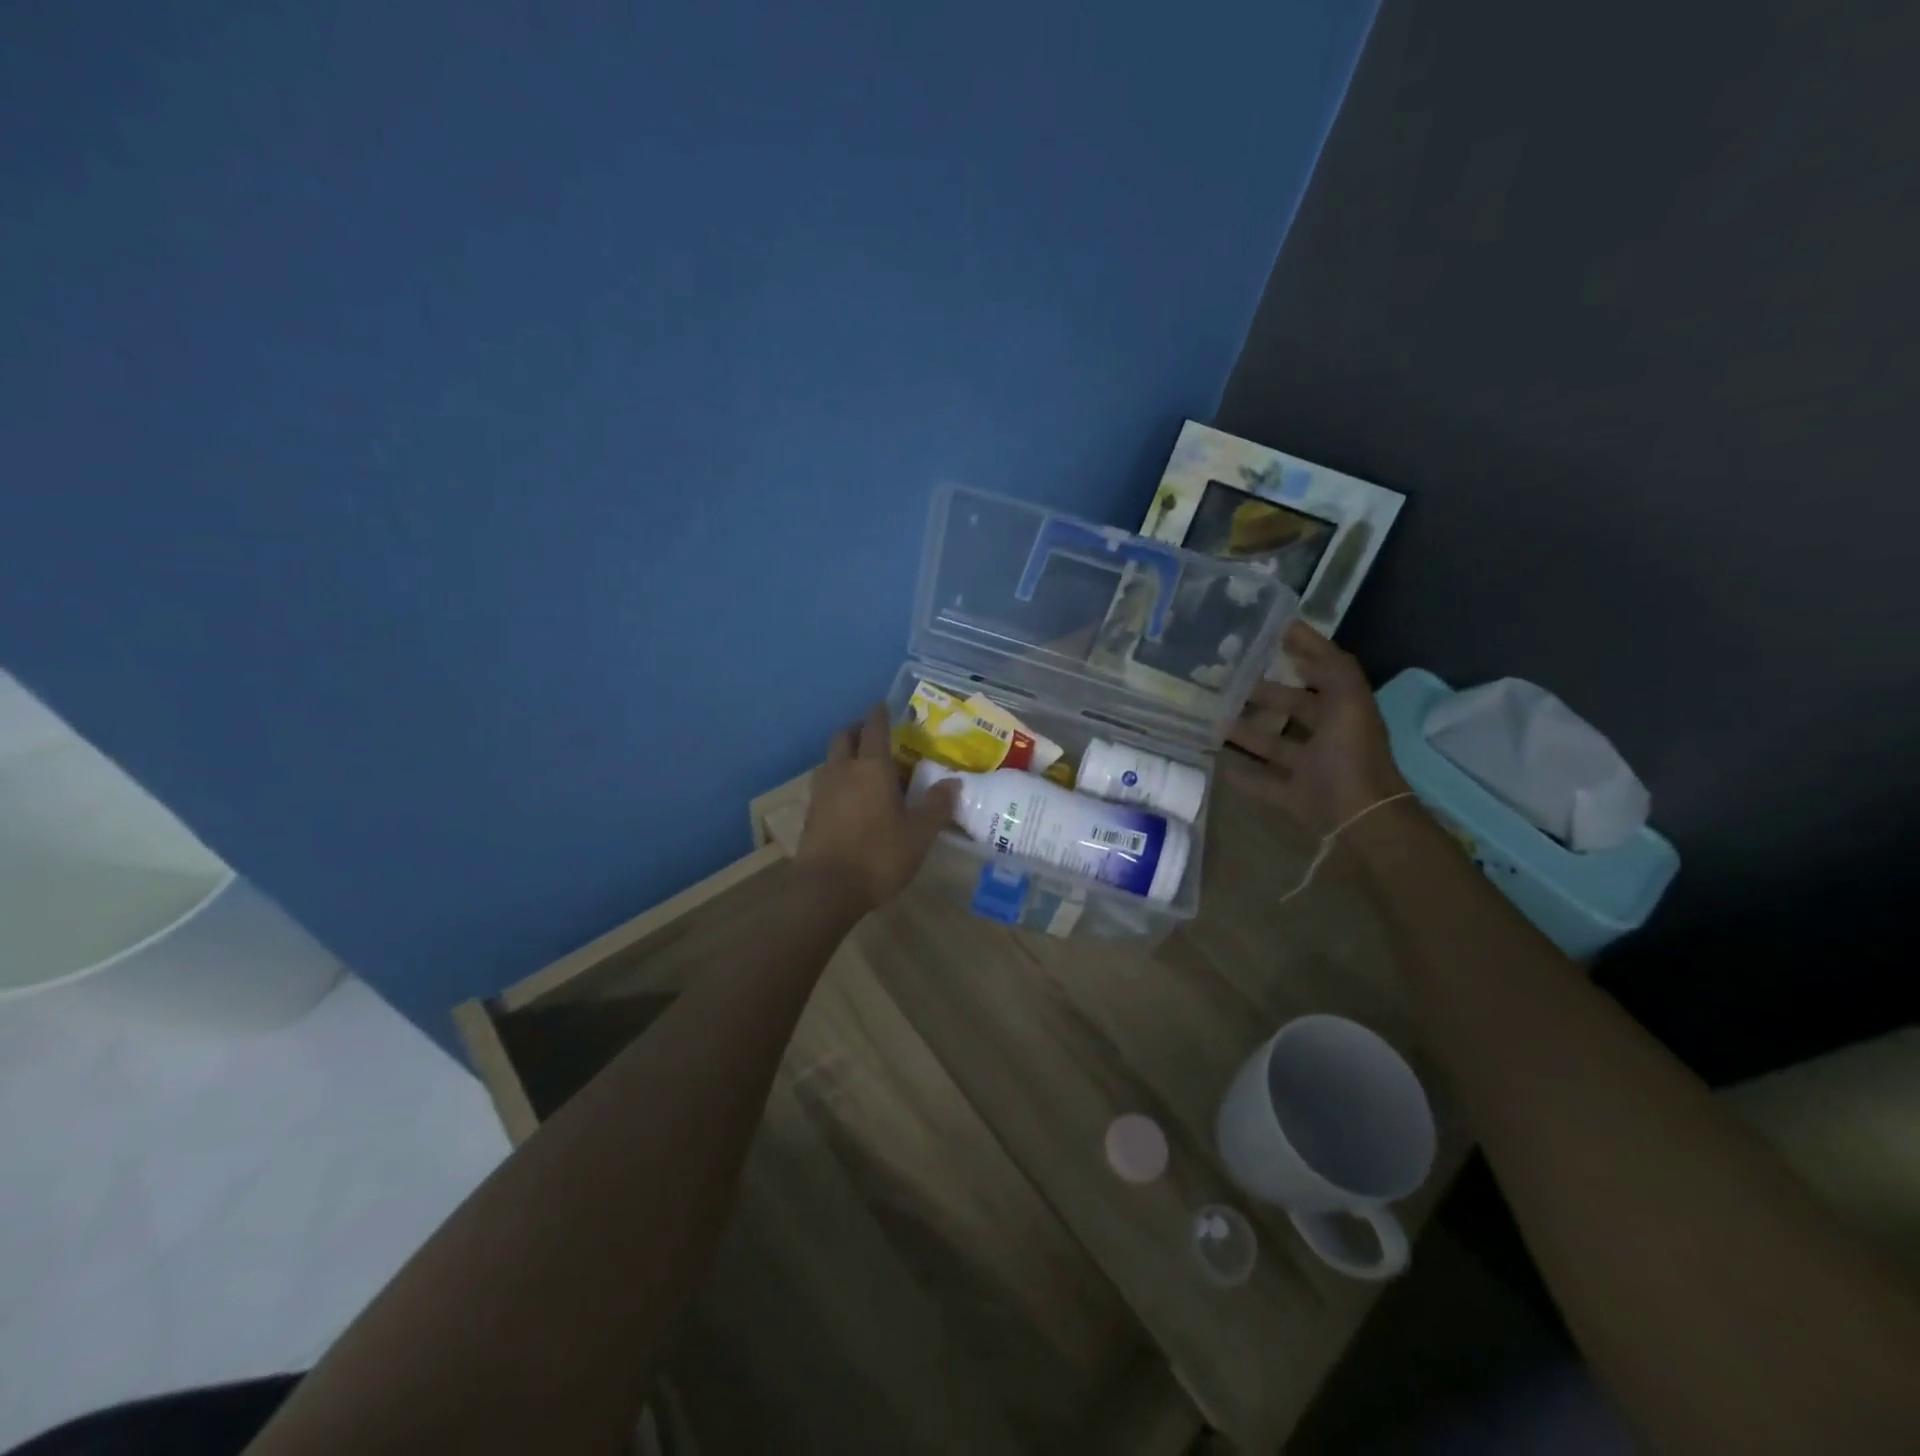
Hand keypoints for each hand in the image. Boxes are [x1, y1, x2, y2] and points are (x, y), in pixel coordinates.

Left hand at [797, 704, 960, 913]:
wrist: (826, 888)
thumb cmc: (879, 855)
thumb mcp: (919, 834)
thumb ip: (936, 806)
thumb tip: (953, 783)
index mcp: (871, 767)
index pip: (875, 728)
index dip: (880, 714)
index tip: (884, 705)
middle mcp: (843, 771)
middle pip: (844, 737)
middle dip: (858, 730)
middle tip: (874, 735)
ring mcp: (822, 791)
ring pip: (830, 760)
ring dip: (843, 755)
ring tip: (861, 766)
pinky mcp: (810, 813)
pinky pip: (824, 784)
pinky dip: (836, 780)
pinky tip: (848, 797)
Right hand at [1223, 621, 1408, 835]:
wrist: (1360, 821)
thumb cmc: (1351, 756)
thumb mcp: (1348, 700)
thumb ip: (1329, 666)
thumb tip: (1298, 633)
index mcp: (1343, 709)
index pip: (1322, 670)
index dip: (1302, 649)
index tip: (1269, 632)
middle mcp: (1328, 735)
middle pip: (1293, 708)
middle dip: (1264, 693)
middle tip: (1225, 680)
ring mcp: (1311, 768)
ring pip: (1274, 744)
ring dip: (1246, 732)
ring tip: (1212, 719)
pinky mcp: (1294, 795)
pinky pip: (1263, 782)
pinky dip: (1241, 774)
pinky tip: (1214, 763)